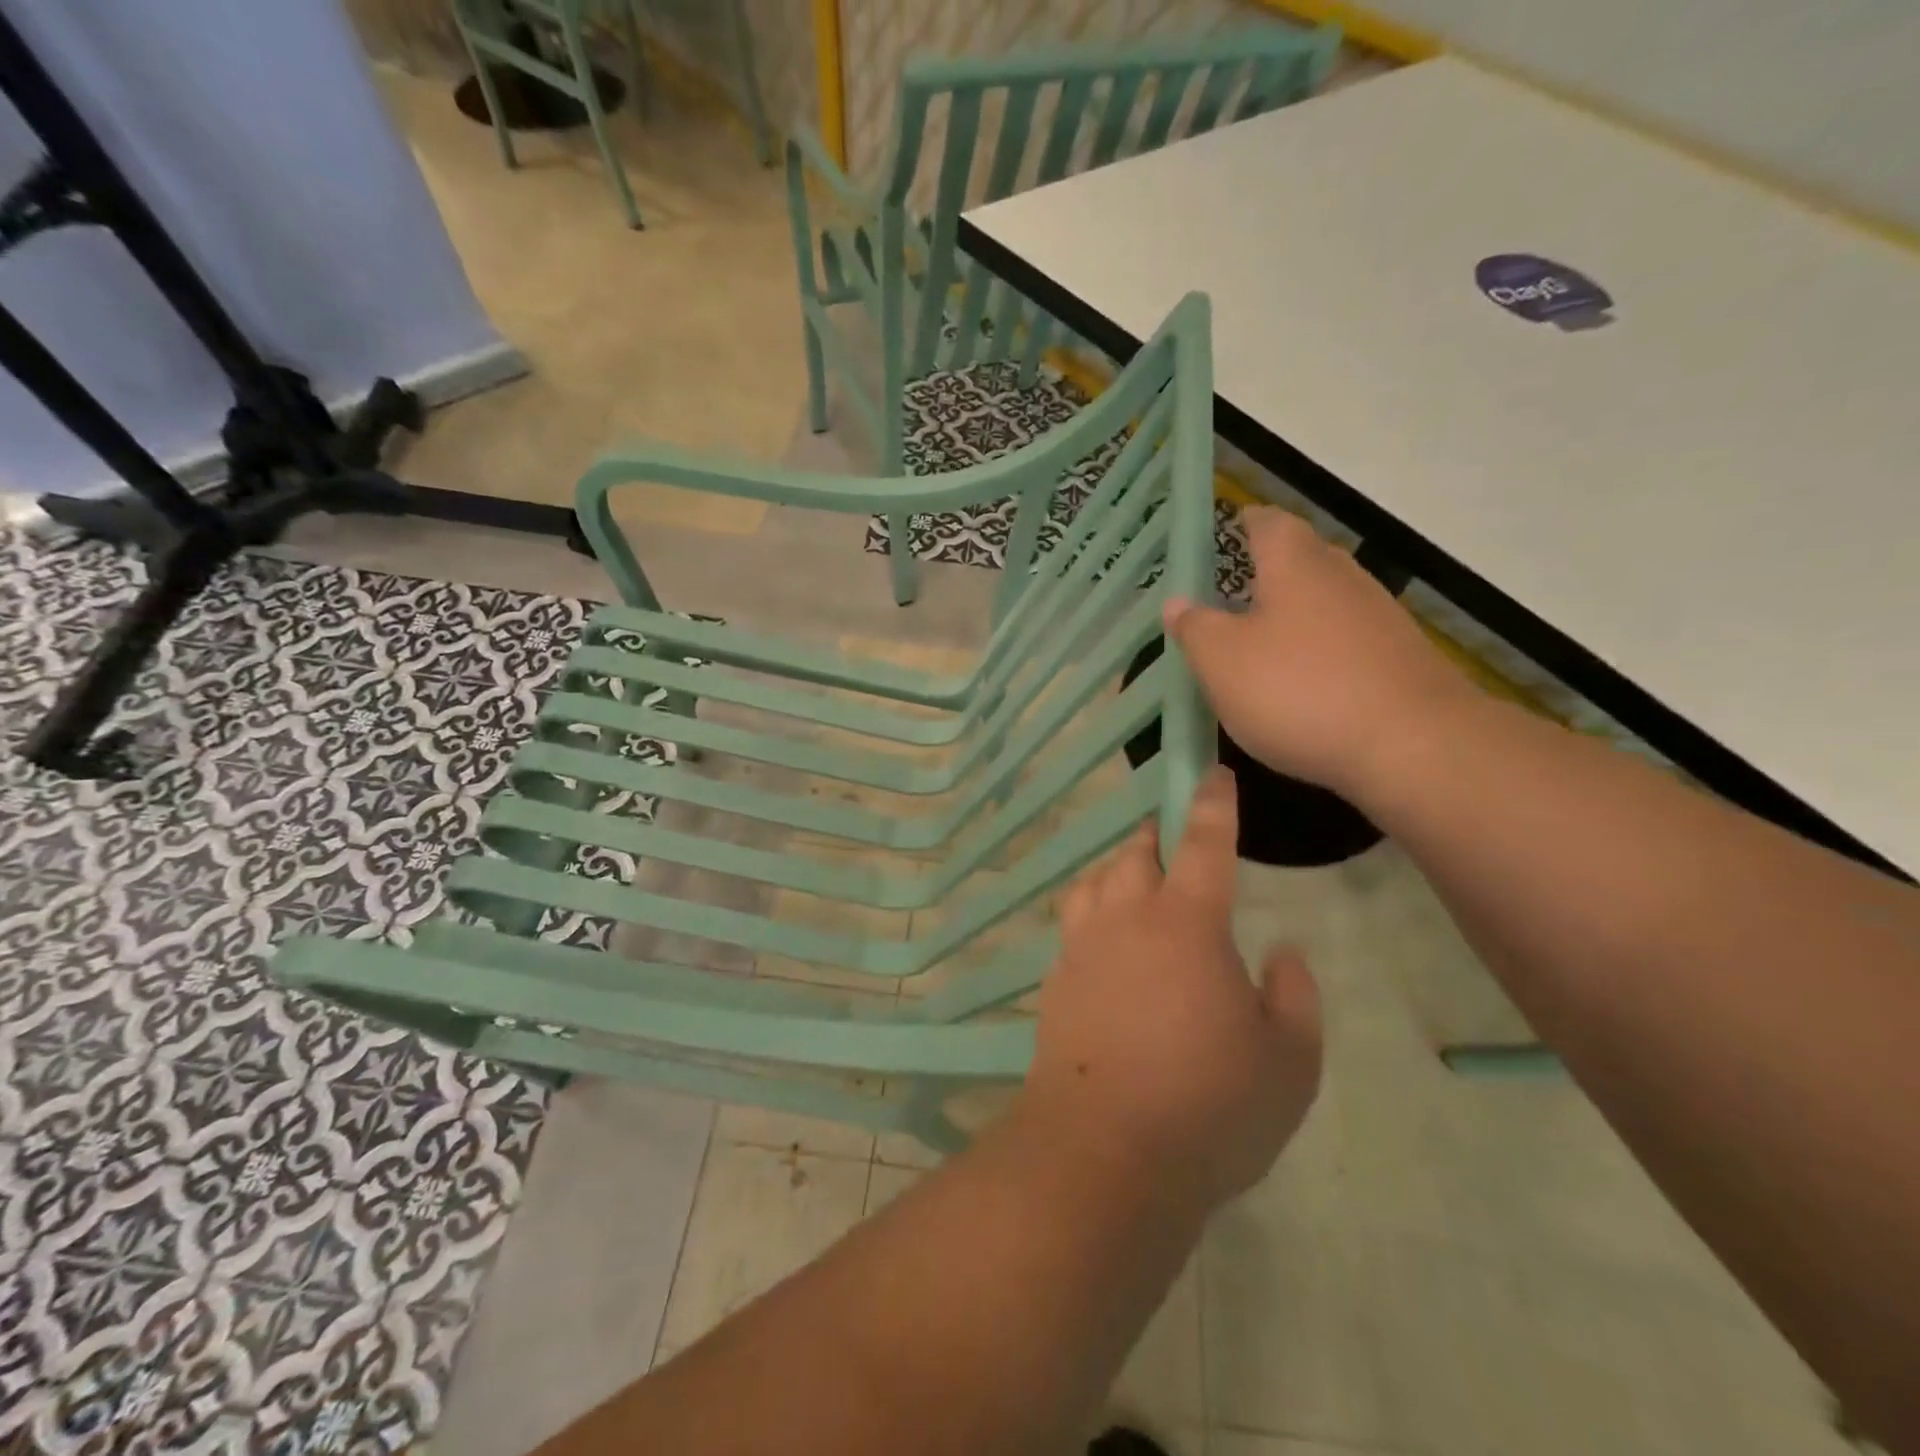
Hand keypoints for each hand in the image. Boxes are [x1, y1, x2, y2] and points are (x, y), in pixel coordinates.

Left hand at [1023, 767, 1322, 1210]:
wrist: (1103, 1152)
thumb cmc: (1209, 1107)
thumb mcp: (1289, 1063)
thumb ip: (1294, 997)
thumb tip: (1282, 954)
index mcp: (1186, 924)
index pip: (1202, 843)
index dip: (1211, 804)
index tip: (1213, 774)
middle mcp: (1126, 920)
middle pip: (1134, 854)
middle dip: (1155, 837)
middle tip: (1172, 842)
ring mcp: (1082, 949)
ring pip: (1092, 882)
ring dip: (1115, 870)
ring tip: (1134, 881)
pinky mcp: (1055, 982)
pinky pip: (1072, 925)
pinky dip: (1091, 914)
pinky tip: (1105, 943)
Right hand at [1164, 508, 1478, 800]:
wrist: (1413, 746)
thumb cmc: (1299, 690)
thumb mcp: (1222, 662)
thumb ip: (1195, 628)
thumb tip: (1176, 602)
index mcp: (1295, 565)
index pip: (1267, 523)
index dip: (1243, 523)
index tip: (1224, 532)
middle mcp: (1342, 577)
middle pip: (1302, 558)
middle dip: (1268, 570)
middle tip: (1232, 592)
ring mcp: (1379, 617)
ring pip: (1326, 600)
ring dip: (1295, 613)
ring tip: (1262, 643)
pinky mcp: (1400, 658)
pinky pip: (1347, 640)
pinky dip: (1321, 651)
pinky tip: (1305, 683)